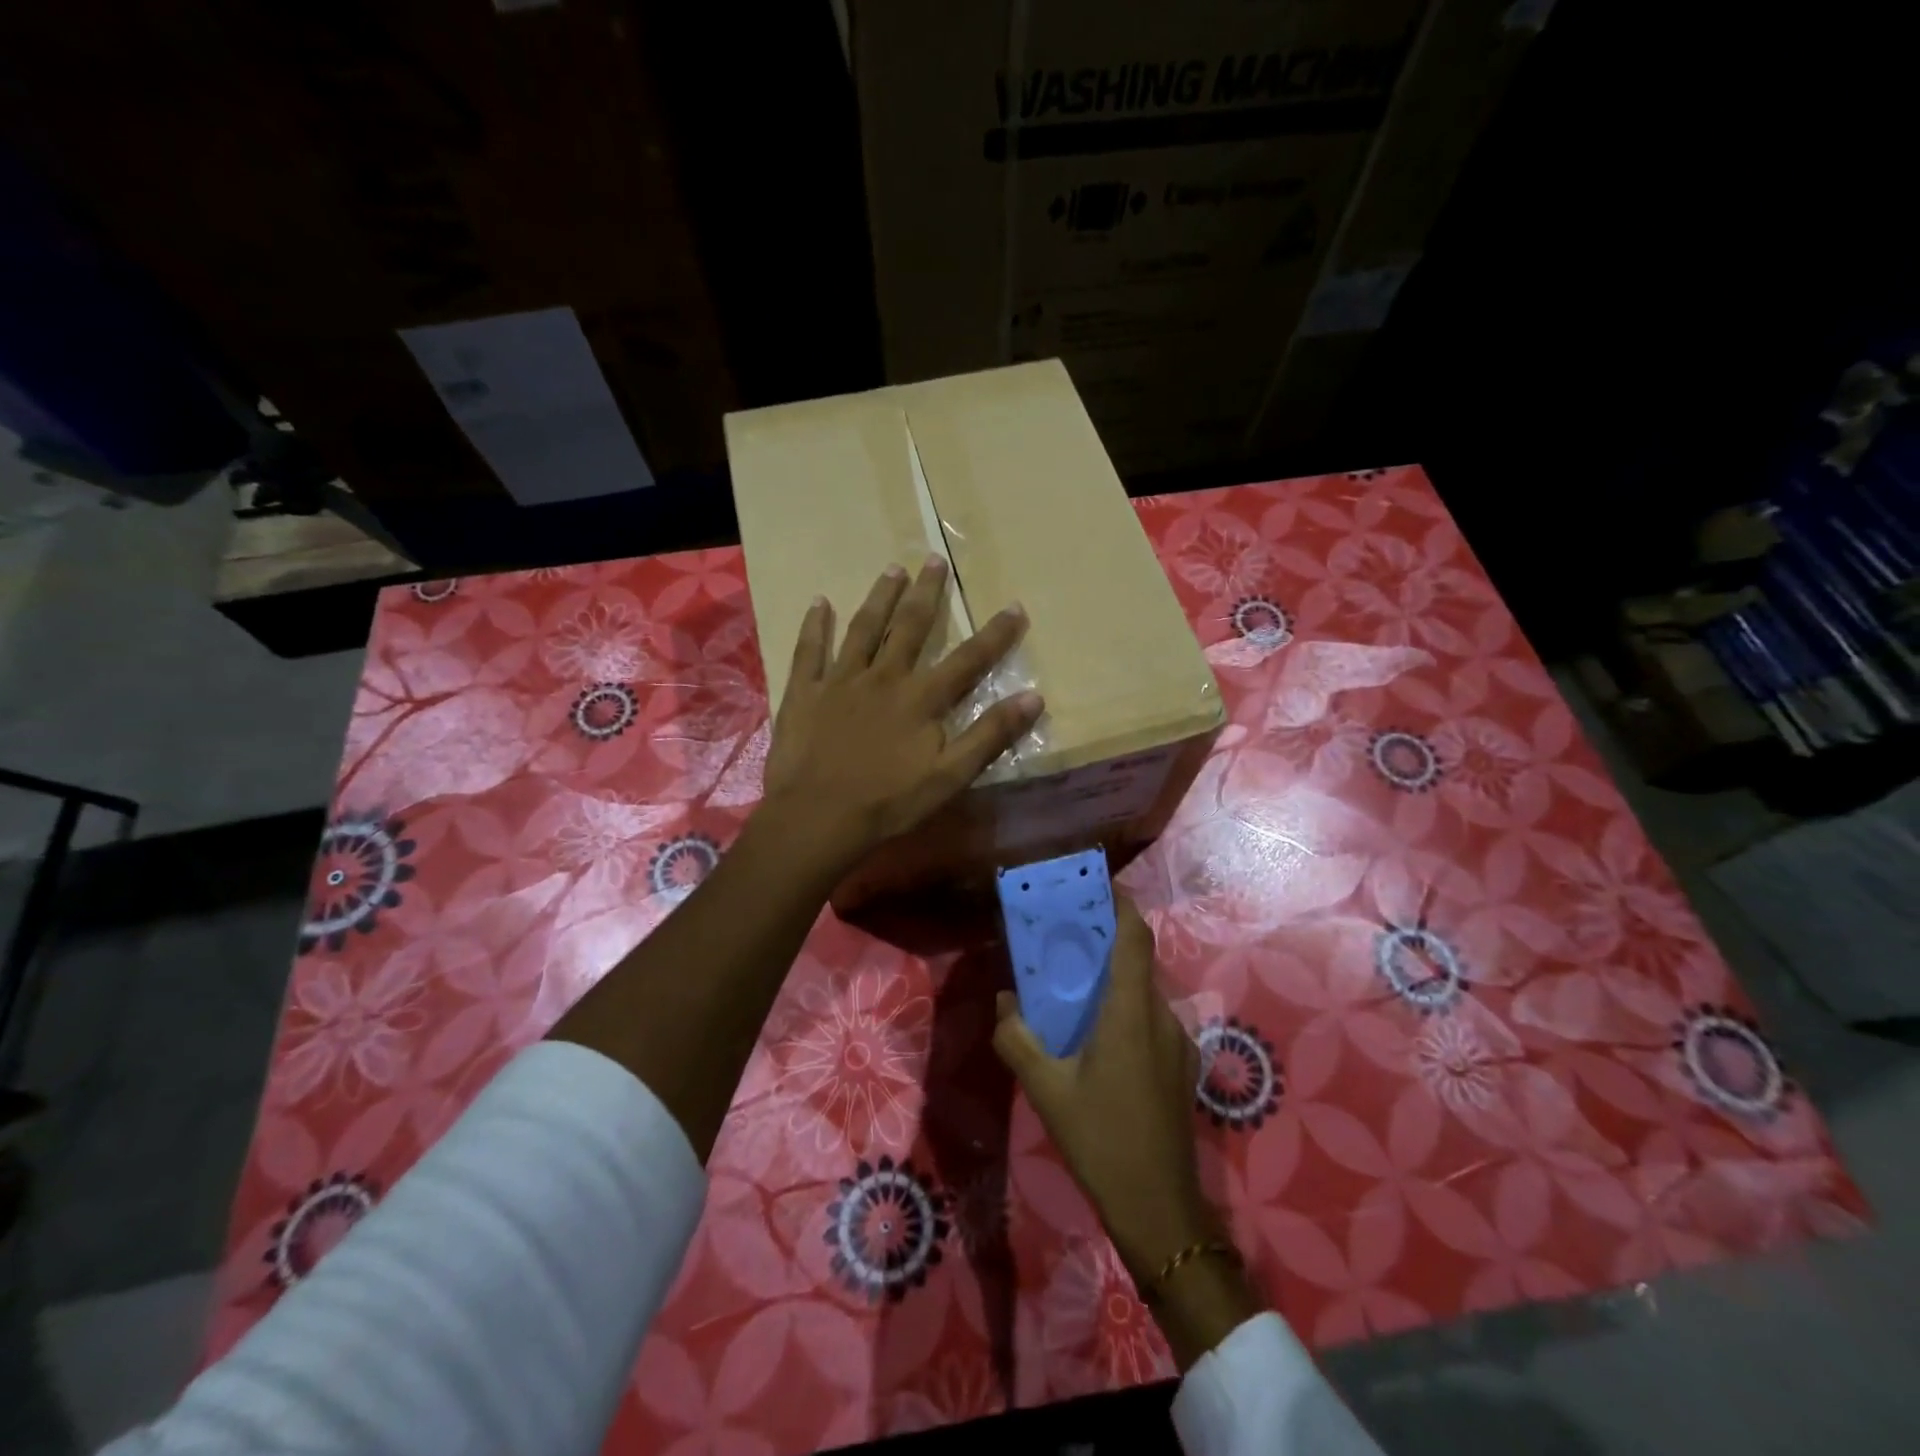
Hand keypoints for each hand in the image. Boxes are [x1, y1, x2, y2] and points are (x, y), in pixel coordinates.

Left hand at [763, 556, 1042, 867]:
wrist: (817, 818)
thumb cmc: (888, 802)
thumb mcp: (950, 776)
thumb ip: (990, 735)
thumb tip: (1034, 698)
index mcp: (921, 698)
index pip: (968, 659)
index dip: (995, 634)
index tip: (1014, 606)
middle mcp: (883, 676)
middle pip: (909, 626)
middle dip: (926, 593)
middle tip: (934, 560)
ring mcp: (840, 680)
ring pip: (863, 628)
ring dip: (878, 597)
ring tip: (891, 569)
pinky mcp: (804, 692)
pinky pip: (809, 650)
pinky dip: (814, 625)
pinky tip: (819, 602)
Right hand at [994, 895, 1266, 1369]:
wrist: (1160, 1208)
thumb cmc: (1101, 1139)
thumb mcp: (1045, 1089)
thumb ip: (1017, 1038)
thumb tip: (1004, 1001)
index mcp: (1131, 1012)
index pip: (1134, 938)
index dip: (1120, 904)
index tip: (1096, 883)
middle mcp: (1161, 1016)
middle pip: (1137, 960)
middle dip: (1106, 939)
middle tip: (1067, 935)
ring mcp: (1177, 1043)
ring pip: (1143, 991)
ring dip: (1114, 978)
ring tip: (1075, 985)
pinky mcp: (1180, 1066)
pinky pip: (1150, 1019)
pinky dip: (1124, 1008)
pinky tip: (1097, 1037)